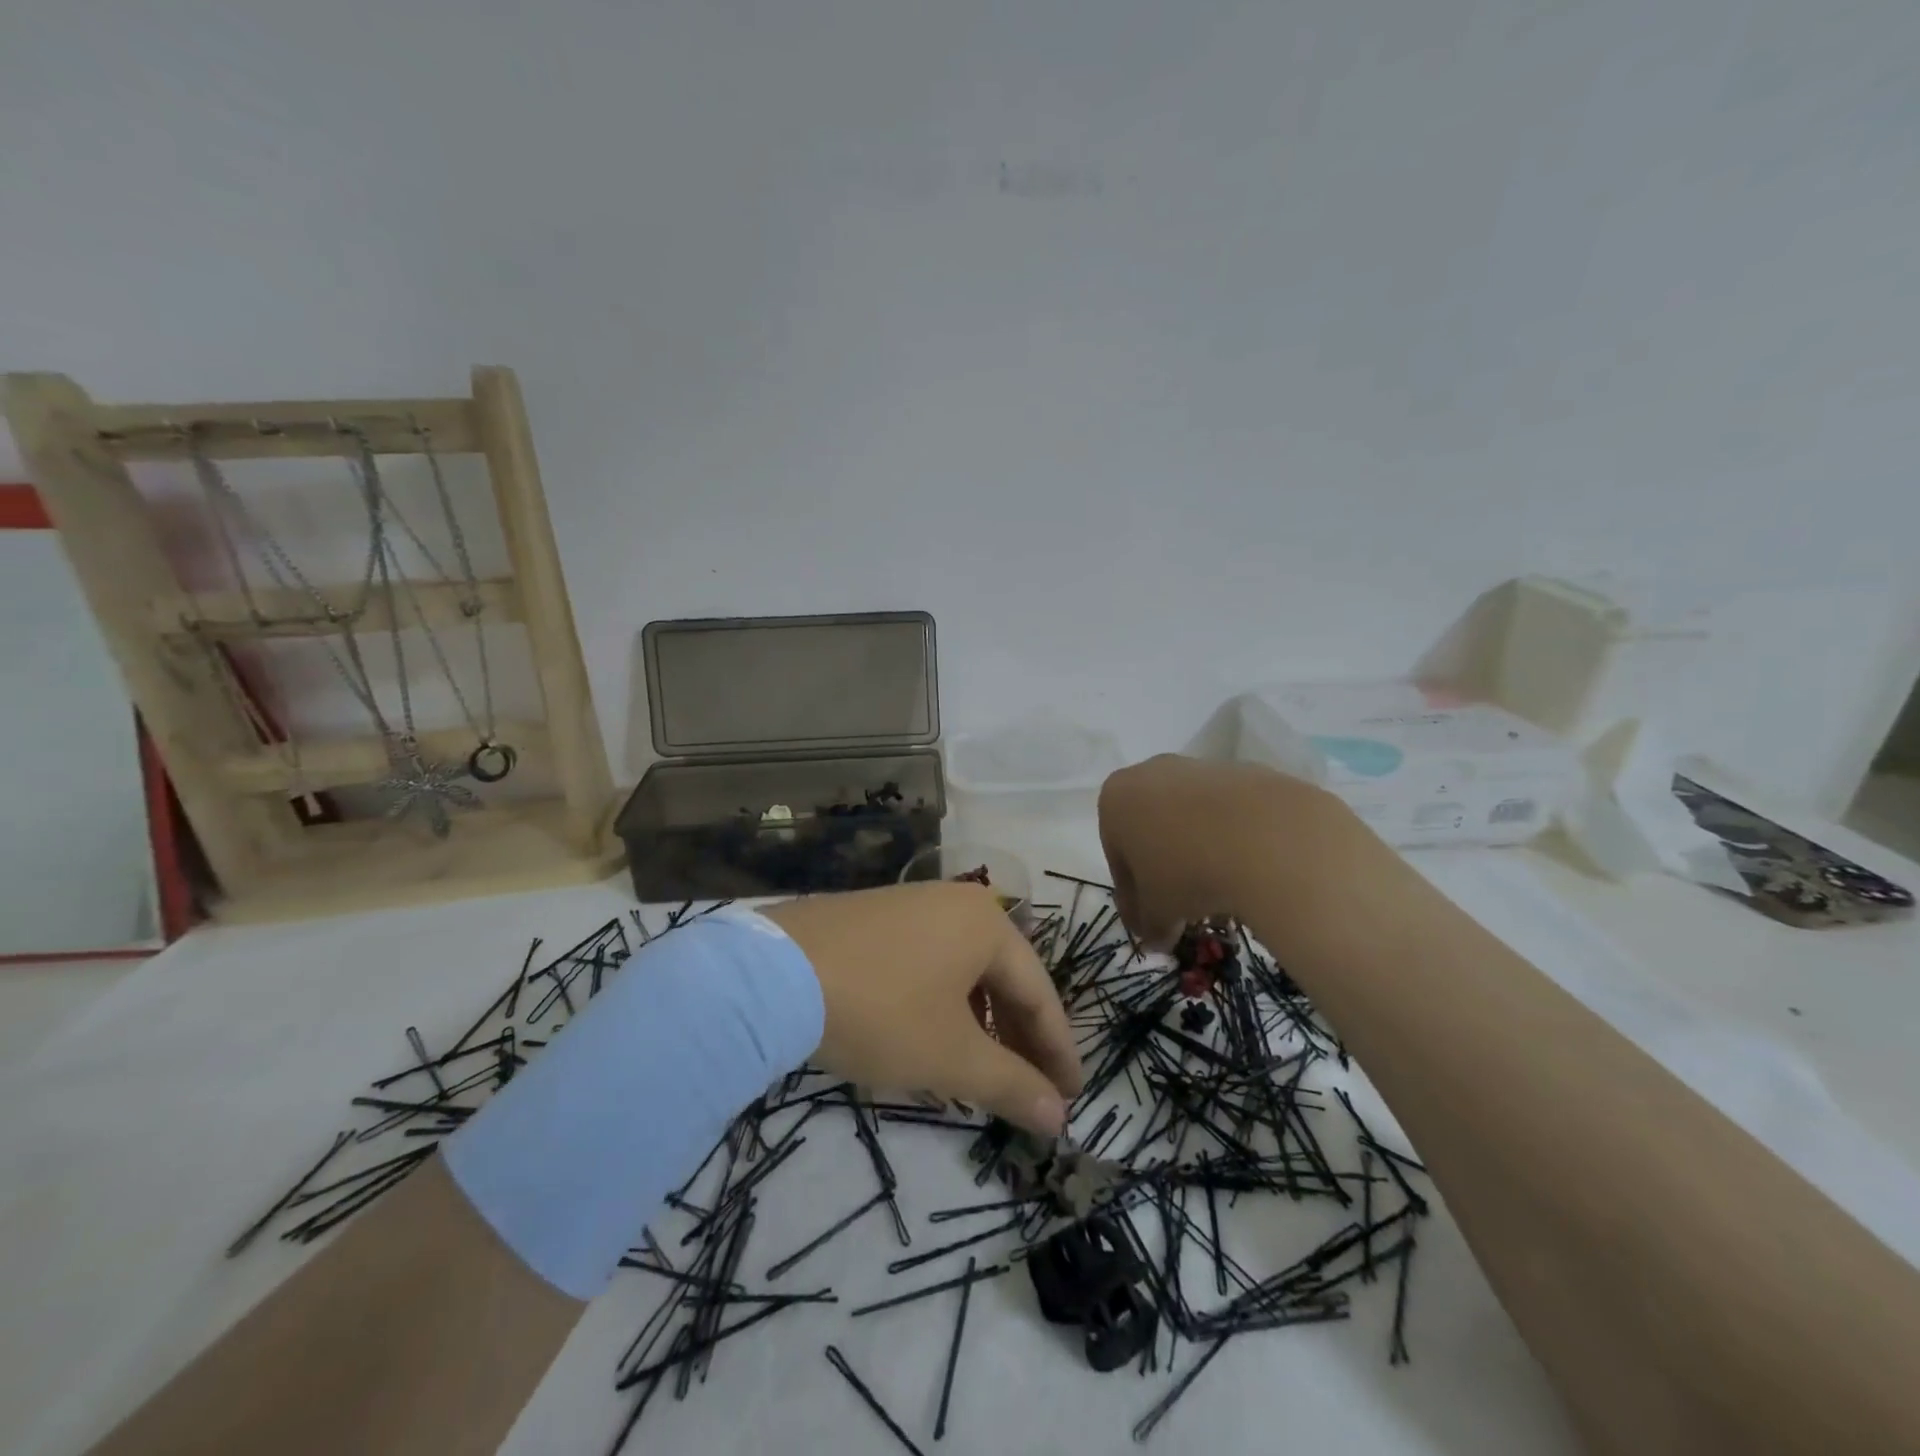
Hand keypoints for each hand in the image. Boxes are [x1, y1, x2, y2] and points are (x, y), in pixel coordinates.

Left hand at [761, 882, 1081, 1136]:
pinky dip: (944, 1003)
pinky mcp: (874, 918)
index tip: (1071, 1098)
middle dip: (1019, 1037)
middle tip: (1032, 1090)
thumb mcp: (951, 1055)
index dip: (1058, 1051)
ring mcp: (911, 905)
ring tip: (984, 1068)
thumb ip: (1011, 1085)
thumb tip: (1059, 1118)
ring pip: (964, 970)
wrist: (775, 974)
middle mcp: (956, 903)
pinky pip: (930, 962)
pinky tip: (933, 1034)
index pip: (1040, 993)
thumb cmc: (882, 1011)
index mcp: (988, 923)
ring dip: (981, 1021)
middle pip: (1004, 977)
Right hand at [1098, 753, 1343, 948]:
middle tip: (1182, 912)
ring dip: (1198, 855)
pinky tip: (1248, 871)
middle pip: (1151, 831)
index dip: (1133, 897)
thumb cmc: (1188, 872)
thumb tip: (1156, 939)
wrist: (1268, 837)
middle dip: (1164, 871)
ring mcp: (1199, 768)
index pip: (1117, 856)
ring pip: (1190, 820)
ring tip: (1221, 897)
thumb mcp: (1158, 911)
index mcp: (1115, 800)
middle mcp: (1151, 773)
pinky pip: (1228, 814)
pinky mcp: (1244, 772)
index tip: (1150, 926)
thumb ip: (1149, 924)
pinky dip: (1231, 840)